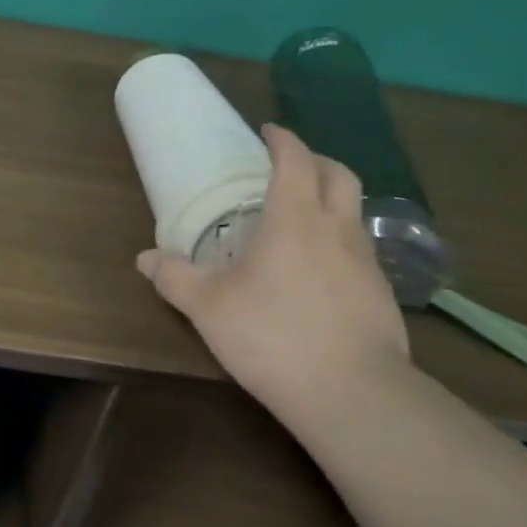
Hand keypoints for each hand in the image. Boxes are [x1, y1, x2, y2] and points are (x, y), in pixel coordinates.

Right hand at [135, 123, 410, 419]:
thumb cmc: (273, 336)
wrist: (353, 395)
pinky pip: (360, 249)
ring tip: (301, 219)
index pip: (295, 160)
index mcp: (295, 218)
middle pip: (339, 174)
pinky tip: (319, 271)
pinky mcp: (382, 295)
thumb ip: (174, 278)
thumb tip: (145, 259)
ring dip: (331, 201)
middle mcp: (337, 229)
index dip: (282, 140)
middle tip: (289, 166)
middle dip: (315, 160)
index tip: (267, 132)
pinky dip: (340, 241)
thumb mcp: (209, 308)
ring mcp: (367, 262)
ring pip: (354, 211)